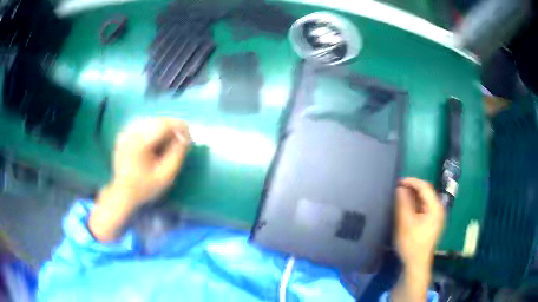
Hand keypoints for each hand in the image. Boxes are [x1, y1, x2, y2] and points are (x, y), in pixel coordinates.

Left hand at [89, 118, 189, 241]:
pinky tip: (156, 142)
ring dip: (163, 128)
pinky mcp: (124, 135)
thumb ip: (177, 155)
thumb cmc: (145, 187)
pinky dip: (153, 131)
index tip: (189, 135)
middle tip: (181, 140)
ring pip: (150, 121)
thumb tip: (186, 138)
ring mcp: (126, 132)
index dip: (179, 127)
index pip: (164, 124)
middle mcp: (131, 133)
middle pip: (157, 121)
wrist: (123, 193)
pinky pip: (142, 126)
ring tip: (170, 141)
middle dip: (172, 127)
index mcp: (140, 142)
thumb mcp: (165, 176)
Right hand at [395, 177, 444, 266]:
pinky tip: (407, 207)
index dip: (412, 182)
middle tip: (398, 188)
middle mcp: (438, 209)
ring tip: (401, 196)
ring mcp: (436, 216)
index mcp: (435, 208)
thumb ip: (403, 204)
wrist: (416, 264)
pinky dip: (416, 204)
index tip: (398, 181)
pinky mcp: (432, 222)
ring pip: (425, 200)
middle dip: (412, 188)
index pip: (425, 187)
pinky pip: (424, 207)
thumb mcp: (405, 223)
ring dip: (413, 196)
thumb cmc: (411, 244)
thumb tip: (400, 187)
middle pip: (426, 192)